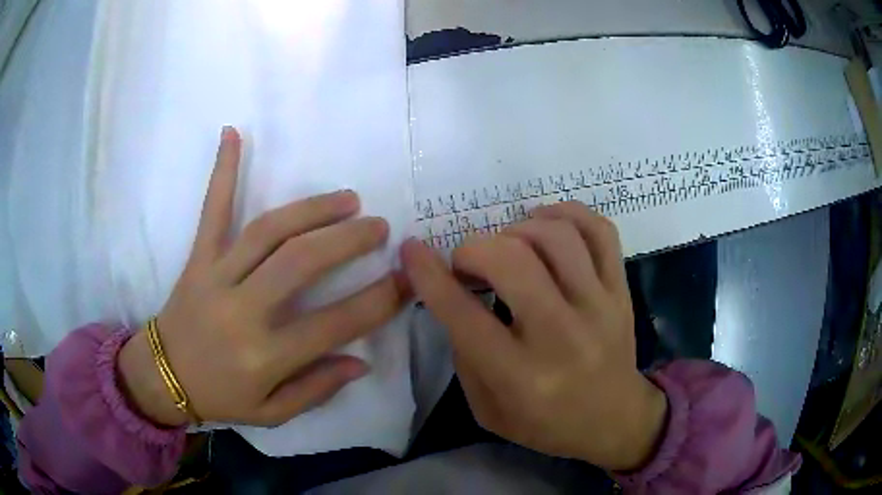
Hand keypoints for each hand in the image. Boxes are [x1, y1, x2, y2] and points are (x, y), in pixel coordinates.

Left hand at [119, 127, 406, 426]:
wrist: (163, 376)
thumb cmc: (221, 397)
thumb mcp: (273, 412)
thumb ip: (317, 389)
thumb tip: (360, 361)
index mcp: (265, 355)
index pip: (335, 324)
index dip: (378, 300)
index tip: (405, 278)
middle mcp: (243, 310)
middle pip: (302, 262)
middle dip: (348, 240)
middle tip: (379, 227)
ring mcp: (216, 276)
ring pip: (268, 231)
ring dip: (312, 209)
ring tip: (347, 199)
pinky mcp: (198, 258)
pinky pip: (211, 210)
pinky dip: (222, 171)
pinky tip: (232, 133)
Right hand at [402, 202, 666, 471]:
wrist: (615, 420)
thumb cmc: (547, 424)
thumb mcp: (488, 411)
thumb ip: (465, 355)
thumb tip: (453, 296)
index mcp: (521, 377)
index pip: (464, 315)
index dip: (429, 275)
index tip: (412, 250)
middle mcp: (562, 336)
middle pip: (511, 261)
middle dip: (474, 249)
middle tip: (468, 263)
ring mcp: (600, 307)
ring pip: (556, 236)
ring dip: (517, 229)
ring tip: (508, 245)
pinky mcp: (621, 291)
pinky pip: (600, 231)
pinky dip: (567, 213)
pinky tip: (545, 223)